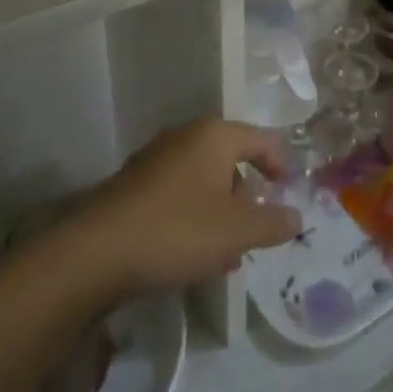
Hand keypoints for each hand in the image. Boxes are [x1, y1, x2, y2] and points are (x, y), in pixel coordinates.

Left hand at [64, 118, 302, 296]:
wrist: (96, 252)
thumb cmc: (178, 230)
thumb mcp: (237, 231)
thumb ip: (273, 223)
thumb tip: (296, 217)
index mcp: (213, 136)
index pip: (260, 139)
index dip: (279, 164)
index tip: (288, 193)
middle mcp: (184, 138)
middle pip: (229, 159)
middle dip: (247, 195)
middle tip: (257, 228)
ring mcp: (154, 161)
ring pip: (202, 181)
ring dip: (220, 212)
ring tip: (228, 253)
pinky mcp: (133, 187)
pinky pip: (177, 196)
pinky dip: (194, 218)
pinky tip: (193, 255)